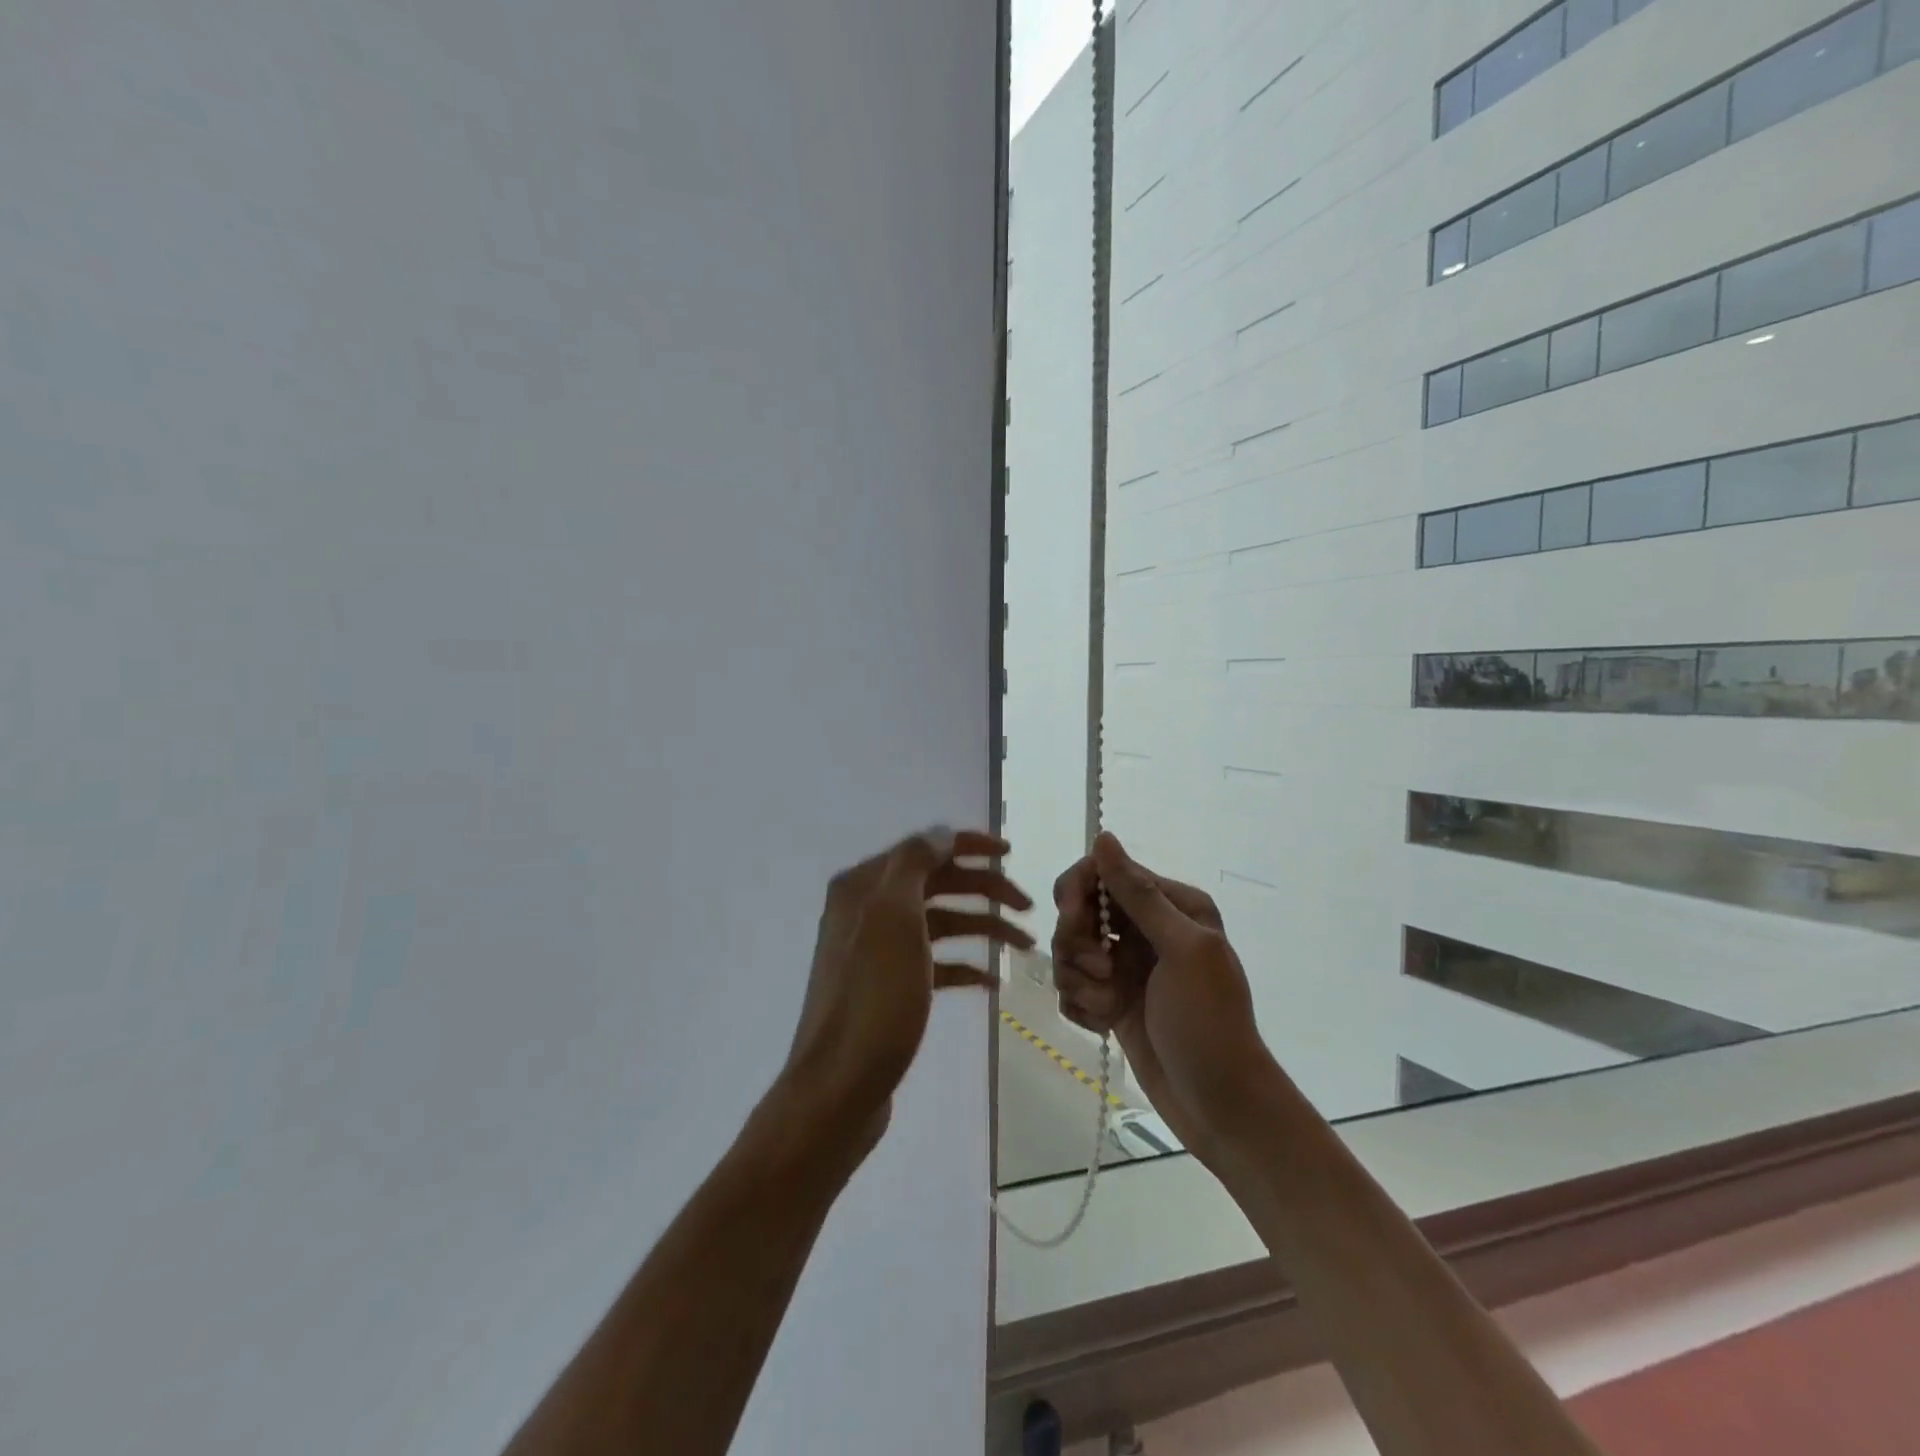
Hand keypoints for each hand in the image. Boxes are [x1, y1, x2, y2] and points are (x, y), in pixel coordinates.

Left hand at [784, 827, 1033, 1158]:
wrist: (838, 1088)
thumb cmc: (873, 998)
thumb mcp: (893, 919)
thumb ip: (915, 864)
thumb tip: (940, 833)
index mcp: (864, 886)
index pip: (924, 847)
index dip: (968, 845)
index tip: (1011, 854)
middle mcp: (867, 910)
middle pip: (936, 883)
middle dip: (984, 890)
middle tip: (1028, 908)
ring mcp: (877, 951)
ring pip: (939, 923)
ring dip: (982, 926)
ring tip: (1024, 947)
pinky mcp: (889, 987)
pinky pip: (934, 962)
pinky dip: (963, 964)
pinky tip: (991, 980)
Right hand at [1051, 832, 1270, 1159]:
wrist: (1221, 1106)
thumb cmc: (1209, 1023)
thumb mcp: (1182, 950)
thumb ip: (1139, 894)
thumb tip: (1103, 837)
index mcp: (1170, 905)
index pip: (1103, 873)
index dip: (1078, 892)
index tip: (1072, 921)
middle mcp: (1146, 929)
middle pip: (1078, 911)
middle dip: (1077, 942)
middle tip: (1101, 971)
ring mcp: (1126, 966)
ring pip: (1069, 951)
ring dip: (1080, 980)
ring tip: (1108, 1007)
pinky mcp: (1111, 1001)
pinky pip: (1072, 987)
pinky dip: (1080, 1005)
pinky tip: (1103, 1025)